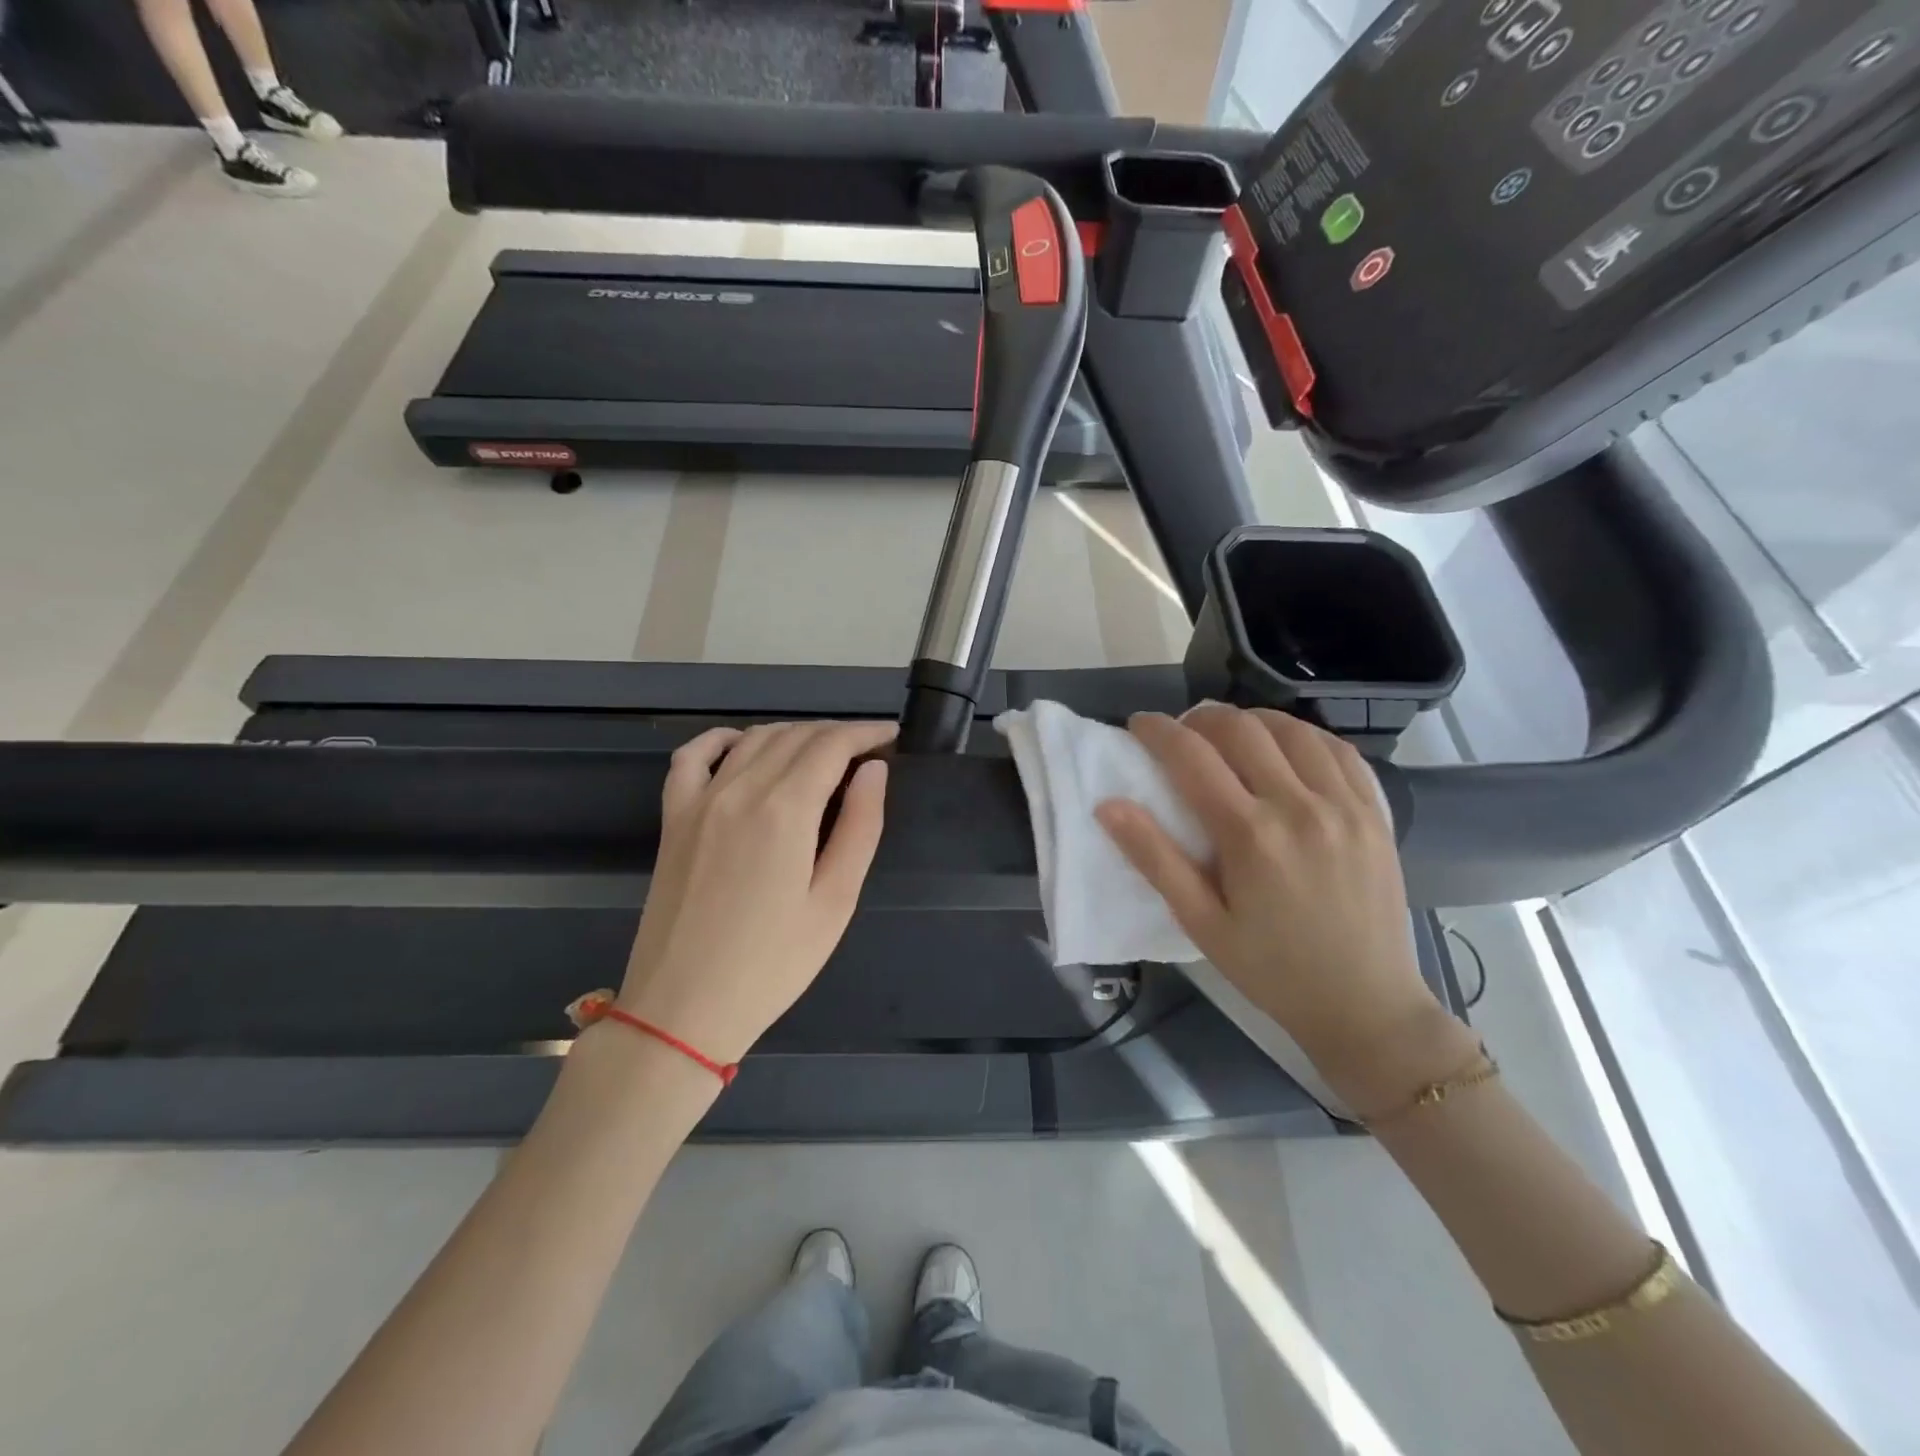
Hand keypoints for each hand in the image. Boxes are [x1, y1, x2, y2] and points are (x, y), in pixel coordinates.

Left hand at [617, 720, 896, 1063]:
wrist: (683, 1009)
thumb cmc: (773, 964)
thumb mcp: (835, 902)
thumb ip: (860, 827)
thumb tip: (874, 771)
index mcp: (785, 811)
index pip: (831, 745)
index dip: (865, 733)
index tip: (891, 736)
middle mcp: (740, 790)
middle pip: (795, 736)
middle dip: (836, 733)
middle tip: (866, 751)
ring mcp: (699, 801)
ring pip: (753, 739)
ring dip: (793, 734)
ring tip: (823, 753)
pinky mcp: (673, 819)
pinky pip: (692, 757)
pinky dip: (722, 739)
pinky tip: (743, 744)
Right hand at [1095, 705, 1475, 1111]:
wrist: (1366, 1006)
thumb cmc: (1271, 969)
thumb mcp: (1200, 923)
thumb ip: (1154, 859)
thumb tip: (1108, 806)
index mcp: (1250, 835)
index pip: (1192, 757)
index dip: (1158, 731)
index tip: (1139, 724)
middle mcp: (1300, 807)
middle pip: (1242, 730)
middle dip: (1202, 718)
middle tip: (1182, 731)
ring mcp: (1345, 806)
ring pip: (1292, 730)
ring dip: (1252, 721)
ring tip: (1230, 735)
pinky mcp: (1375, 814)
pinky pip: (1339, 751)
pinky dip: (1304, 736)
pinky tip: (1286, 749)